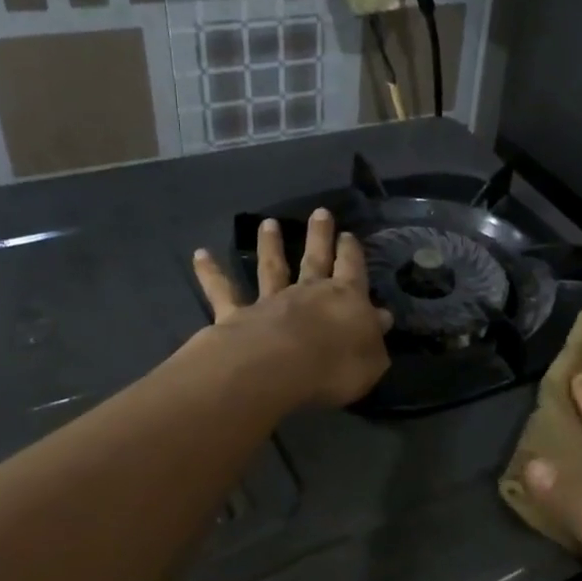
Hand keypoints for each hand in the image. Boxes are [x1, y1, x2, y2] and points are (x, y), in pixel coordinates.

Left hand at [193, 208, 392, 408]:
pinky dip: (211, 273)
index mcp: (345, 299)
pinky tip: (200, 254)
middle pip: (315, 258)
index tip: (349, 235)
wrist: (279, 368)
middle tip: (320, 212)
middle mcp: (308, 292)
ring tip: (268, 223)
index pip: (352, 270)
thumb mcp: (372, 359)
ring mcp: (270, 301)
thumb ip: (374, 338)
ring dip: (270, 245)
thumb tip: (381, 318)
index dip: (352, 253)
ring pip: (272, 268)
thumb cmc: (335, 366)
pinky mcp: (237, 315)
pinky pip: (223, 291)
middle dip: (319, 235)